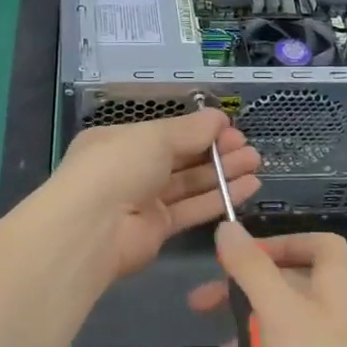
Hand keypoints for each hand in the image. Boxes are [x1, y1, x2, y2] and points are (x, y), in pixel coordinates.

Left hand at [51, 110, 260, 280]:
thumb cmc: (118, 167)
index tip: (231, 128)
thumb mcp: (154, 137)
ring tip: (256, 163)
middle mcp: (131, 169)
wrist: (91, 229)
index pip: (165, 133)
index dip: (199, 130)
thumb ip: (190, 130)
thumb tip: (219, 117)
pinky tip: (247, 187)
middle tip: (249, 147)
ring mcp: (144, 201)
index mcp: (120, 141)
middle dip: (215, 151)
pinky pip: (192, 209)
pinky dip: (219, 198)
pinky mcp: (158, 230)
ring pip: (189, 184)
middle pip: (180, 158)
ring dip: (222, 173)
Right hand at [191, 226, 346, 346]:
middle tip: (199, 307)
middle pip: (281, 295)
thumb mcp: (279, 311)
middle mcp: (334, 318)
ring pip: (273, 344)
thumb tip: (227, 226)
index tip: (244, 256)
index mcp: (336, 287)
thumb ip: (250, 268)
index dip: (282, 244)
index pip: (318, 246)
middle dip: (236, 305)